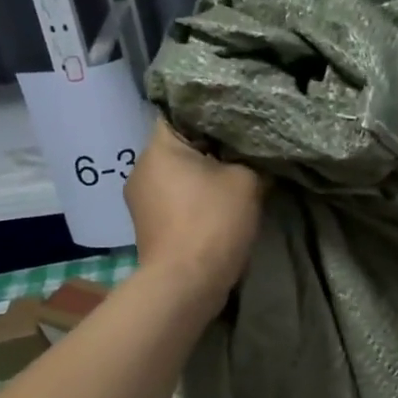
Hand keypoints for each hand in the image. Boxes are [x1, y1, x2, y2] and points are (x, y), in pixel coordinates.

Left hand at [124, 119, 266, 313]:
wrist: (186, 284)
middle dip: (210, 149)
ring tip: (234, 180)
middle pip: (180, 147)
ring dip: (202, 177)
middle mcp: (141, 169)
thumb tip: (257, 156)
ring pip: (178, 176)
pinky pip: (175, 200)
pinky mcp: (148, 226)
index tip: (237, 120)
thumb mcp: (247, 182)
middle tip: (243, 151)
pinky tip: (218, 207)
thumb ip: (252, 159)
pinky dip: (194, 200)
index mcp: (159, 148)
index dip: (211, 114)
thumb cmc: (213, 222)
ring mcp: (140, 200)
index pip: (181, 113)